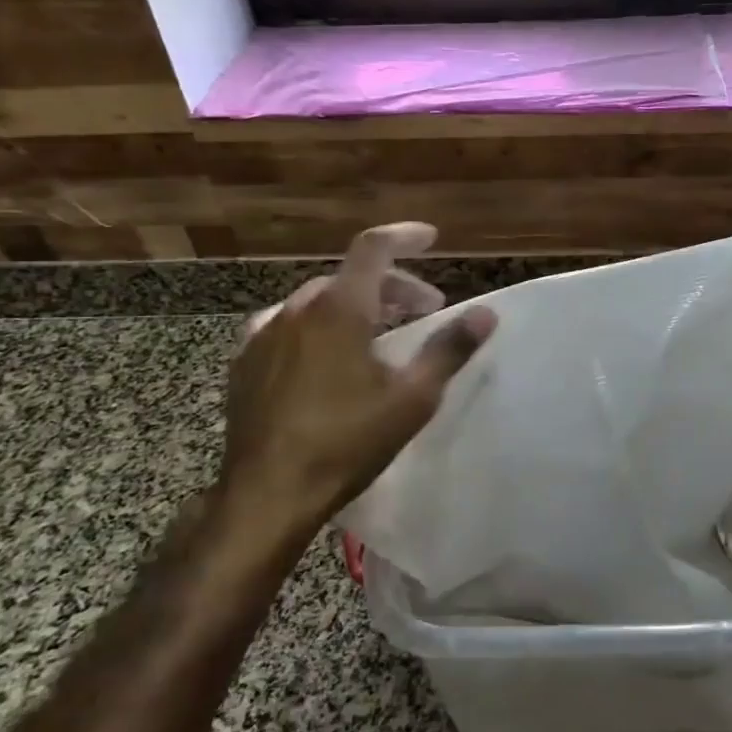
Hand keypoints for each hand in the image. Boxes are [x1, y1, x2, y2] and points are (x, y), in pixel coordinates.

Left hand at [221, 222, 495, 540]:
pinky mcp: (246, 362)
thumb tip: (486, 314)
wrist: (267, 495)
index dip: (405, 237)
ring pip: (320, 301)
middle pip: (352, 277)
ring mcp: (265, 335)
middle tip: (424, 311)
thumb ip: (450, 349)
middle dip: (393, 286)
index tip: (431, 239)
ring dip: (357, 305)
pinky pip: (289, 325)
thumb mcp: (412, 397)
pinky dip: (320, 325)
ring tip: (381, 333)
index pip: (374, 248)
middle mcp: (297, 309)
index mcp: (339, 308)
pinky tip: (327, 355)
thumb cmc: (347, 442)